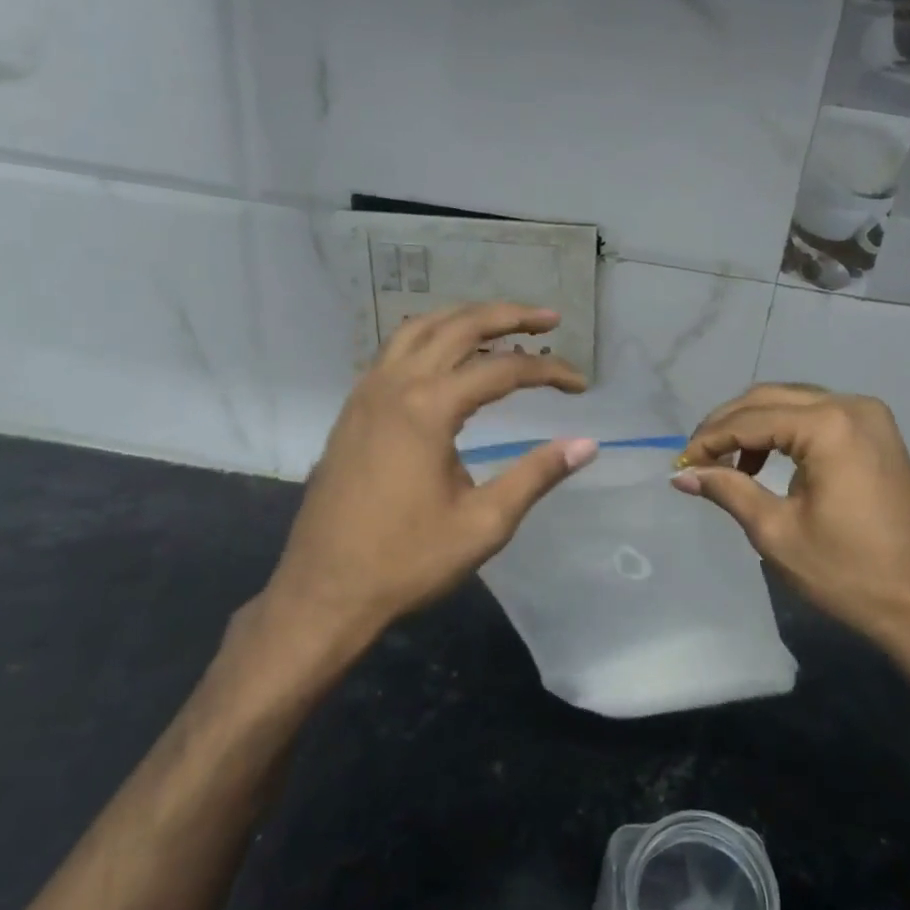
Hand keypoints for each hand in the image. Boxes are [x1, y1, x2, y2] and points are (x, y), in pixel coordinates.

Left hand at [256, 303, 597, 658]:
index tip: (580, 385)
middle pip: (459, 326)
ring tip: (503, 325)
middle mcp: (394, 384)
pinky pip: (395, 350)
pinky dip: (431, 338)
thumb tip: (587, 444)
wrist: (323, 593)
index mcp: (428, 407)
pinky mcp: (353, 409)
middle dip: (509, 316)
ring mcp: (367, 393)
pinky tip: (448, 358)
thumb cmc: (406, 562)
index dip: (548, 371)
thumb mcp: (484, 524)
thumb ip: (536, 475)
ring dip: (465, 319)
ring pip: (421, 329)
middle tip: (550, 320)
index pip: (502, 369)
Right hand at [671, 384, 909, 658]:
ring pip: (794, 403)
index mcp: (829, 426)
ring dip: (755, 426)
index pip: (752, 419)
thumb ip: (728, 491)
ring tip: (726, 463)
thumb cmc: (848, 574)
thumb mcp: (776, 532)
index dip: (710, 439)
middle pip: (771, 399)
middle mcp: (852, 406)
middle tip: (697, 458)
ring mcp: (871, 417)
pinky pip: (819, 417)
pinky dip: (786, 433)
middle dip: (728, 425)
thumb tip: (681, 475)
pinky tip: (765, 463)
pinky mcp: (878, 434)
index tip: (681, 464)